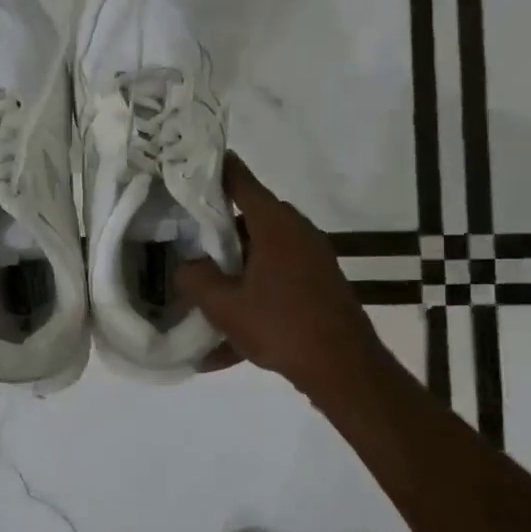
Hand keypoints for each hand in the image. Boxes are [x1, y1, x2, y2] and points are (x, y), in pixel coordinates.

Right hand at [177, 154, 381, 401]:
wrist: (343, 369)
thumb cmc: (280, 326)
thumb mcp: (224, 305)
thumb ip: (196, 278)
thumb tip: (187, 265)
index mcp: (275, 225)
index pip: (240, 181)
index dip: (214, 170)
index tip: (189, 162)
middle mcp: (297, 233)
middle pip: (249, 220)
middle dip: (217, 233)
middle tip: (186, 244)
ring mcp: (312, 259)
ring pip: (262, 255)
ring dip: (234, 274)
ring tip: (203, 300)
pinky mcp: (318, 285)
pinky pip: (275, 284)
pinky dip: (252, 301)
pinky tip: (224, 348)